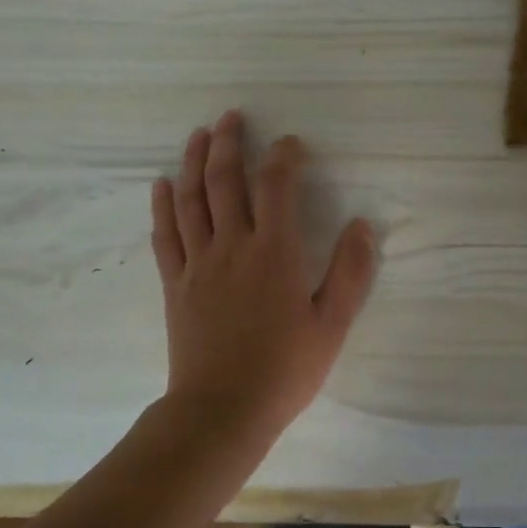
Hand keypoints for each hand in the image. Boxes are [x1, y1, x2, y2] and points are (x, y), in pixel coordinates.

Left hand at [151, 111, 376, 440]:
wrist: (222, 410)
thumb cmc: (285, 368)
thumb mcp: (333, 324)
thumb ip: (351, 272)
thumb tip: (362, 225)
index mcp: (274, 252)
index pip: (277, 185)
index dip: (284, 156)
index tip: (293, 144)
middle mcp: (233, 246)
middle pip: (225, 180)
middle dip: (229, 143)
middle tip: (232, 117)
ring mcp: (199, 263)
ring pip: (191, 199)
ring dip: (195, 162)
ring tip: (199, 135)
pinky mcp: (177, 283)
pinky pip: (165, 235)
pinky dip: (163, 205)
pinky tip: (163, 184)